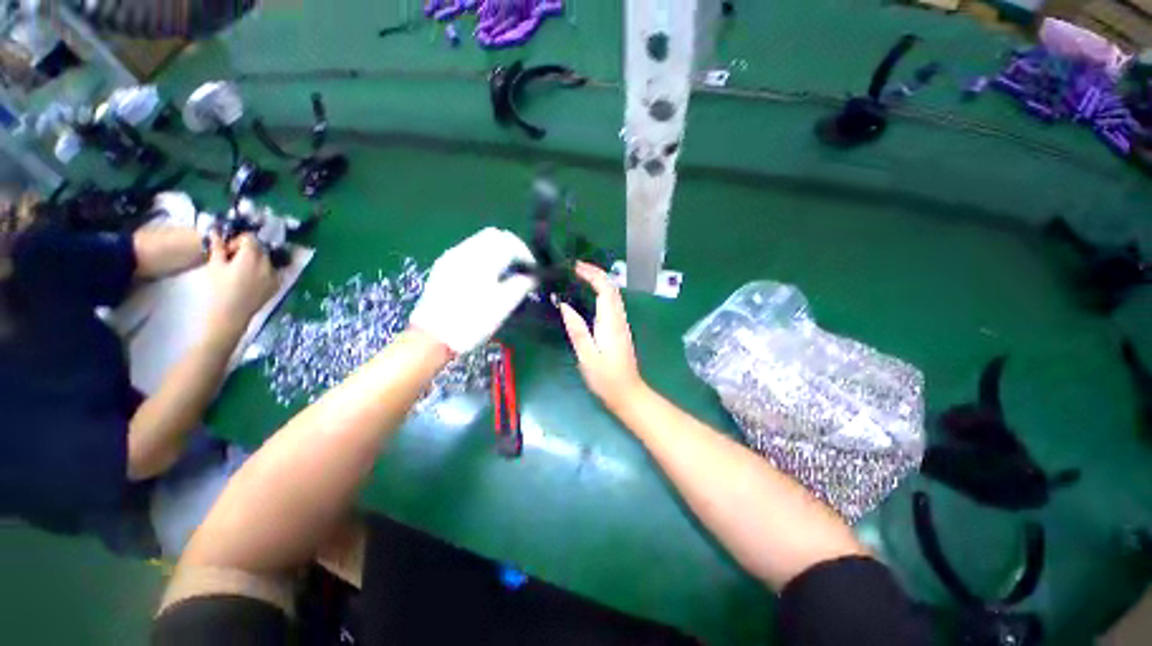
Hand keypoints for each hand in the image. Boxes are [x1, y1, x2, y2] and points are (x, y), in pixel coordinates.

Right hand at [205, 233, 278, 335]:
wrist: (230, 314)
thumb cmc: (218, 290)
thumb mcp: (215, 266)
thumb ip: (218, 248)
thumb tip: (216, 232)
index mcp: (251, 257)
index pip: (250, 238)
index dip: (238, 241)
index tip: (228, 250)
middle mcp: (267, 264)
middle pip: (259, 249)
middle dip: (247, 250)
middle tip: (233, 260)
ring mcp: (275, 275)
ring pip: (266, 260)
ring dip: (256, 260)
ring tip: (241, 270)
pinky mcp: (277, 285)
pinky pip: (272, 272)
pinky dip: (263, 271)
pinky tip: (250, 279)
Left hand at [409, 227, 535, 353]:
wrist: (433, 337)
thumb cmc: (473, 321)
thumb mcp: (504, 305)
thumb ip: (522, 285)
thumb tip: (532, 277)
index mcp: (482, 258)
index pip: (510, 242)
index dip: (526, 254)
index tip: (533, 271)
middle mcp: (465, 250)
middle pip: (494, 235)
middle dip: (511, 248)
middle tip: (521, 268)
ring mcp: (451, 257)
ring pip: (480, 241)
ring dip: (497, 252)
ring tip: (505, 274)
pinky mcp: (443, 267)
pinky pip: (468, 252)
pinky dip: (483, 257)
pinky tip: (486, 277)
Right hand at [559, 262, 644, 409]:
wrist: (627, 392)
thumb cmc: (605, 377)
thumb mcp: (586, 355)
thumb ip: (577, 330)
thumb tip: (565, 305)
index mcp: (610, 322)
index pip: (605, 289)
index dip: (592, 274)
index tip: (575, 267)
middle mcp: (618, 319)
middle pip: (611, 288)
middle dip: (596, 273)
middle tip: (575, 268)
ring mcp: (621, 324)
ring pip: (613, 295)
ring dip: (599, 281)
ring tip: (580, 277)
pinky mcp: (620, 330)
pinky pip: (612, 304)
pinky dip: (602, 293)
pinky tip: (591, 296)